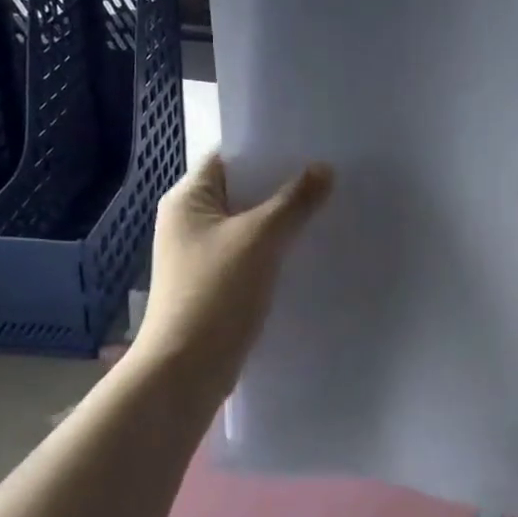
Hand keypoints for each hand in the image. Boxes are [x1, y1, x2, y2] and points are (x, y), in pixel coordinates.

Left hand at [130, 154, 333, 390]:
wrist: (187, 371)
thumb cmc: (216, 293)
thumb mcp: (260, 239)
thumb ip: (295, 201)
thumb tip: (324, 169)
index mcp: (187, 199)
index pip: (230, 156)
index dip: (268, 149)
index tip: (310, 145)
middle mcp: (190, 221)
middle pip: (242, 190)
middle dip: (283, 185)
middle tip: (330, 175)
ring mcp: (201, 254)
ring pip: (250, 224)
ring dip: (283, 219)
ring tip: (328, 208)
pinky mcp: (216, 282)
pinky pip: (251, 253)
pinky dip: (276, 249)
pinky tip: (309, 250)